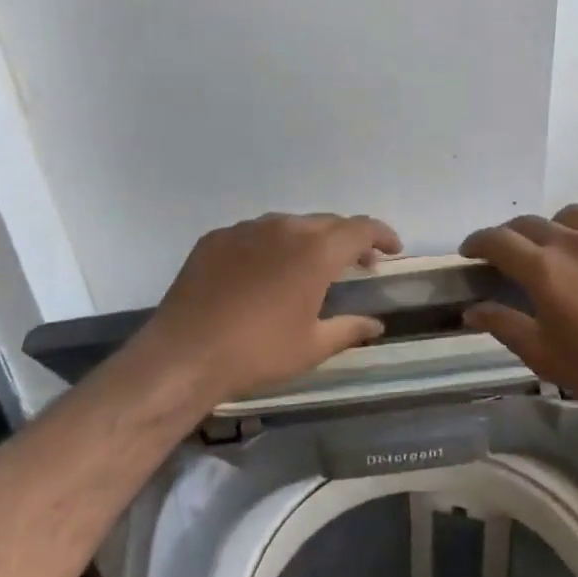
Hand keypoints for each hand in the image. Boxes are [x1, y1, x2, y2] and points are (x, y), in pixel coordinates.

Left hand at [133, 212, 402, 410]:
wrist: (185, 354)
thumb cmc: (258, 352)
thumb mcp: (312, 346)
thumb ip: (349, 329)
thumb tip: (376, 325)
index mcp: (316, 250)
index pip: (361, 228)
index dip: (382, 235)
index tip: (392, 249)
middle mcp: (284, 227)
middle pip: (327, 223)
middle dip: (347, 239)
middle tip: (359, 262)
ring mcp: (246, 229)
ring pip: (289, 225)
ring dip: (308, 240)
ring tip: (310, 267)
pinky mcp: (216, 238)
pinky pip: (255, 234)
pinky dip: (270, 246)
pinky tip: (264, 273)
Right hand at [459, 204, 577, 416]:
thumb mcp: (542, 354)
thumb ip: (503, 324)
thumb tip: (471, 308)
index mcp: (543, 267)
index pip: (497, 240)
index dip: (477, 242)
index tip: (469, 252)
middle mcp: (574, 241)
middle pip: (531, 223)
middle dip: (511, 235)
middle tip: (508, 254)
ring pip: (573, 216)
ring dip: (556, 227)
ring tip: (558, 246)